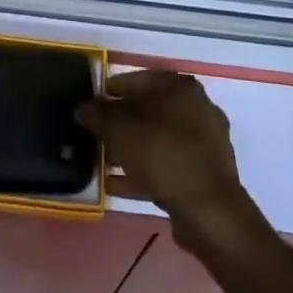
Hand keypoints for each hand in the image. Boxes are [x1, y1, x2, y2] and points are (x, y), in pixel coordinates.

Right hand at [75, 71, 258, 254]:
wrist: (211, 213)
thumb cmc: (165, 157)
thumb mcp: (122, 132)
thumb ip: (99, 115)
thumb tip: (82, 107)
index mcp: (181, 88)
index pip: (140, 79)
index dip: (113, 89)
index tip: (93, 102)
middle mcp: (197, 108)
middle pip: (150, 109)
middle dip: (121, 122)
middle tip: (97, 132)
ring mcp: (204, 143)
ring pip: (158, 139)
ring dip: (131, 148)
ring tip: (103, 160)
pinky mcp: (204, 173)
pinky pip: (167, 164)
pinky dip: (143, 171)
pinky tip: (116, 184)